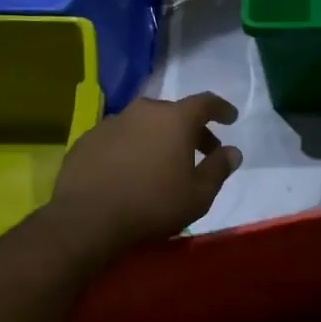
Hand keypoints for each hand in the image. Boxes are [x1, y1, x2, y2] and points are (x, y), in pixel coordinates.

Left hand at [49, 93, 242, 256]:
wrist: (87, 218)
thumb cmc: (153, 205)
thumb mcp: (198, 195)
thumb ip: (218, 169)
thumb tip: (232, 152)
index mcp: (175, 119)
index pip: (205, 103)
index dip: (221, 109)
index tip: (230, 119)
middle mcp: (143, 111)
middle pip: (174, 113)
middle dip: (191, 130)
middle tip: (200, 152)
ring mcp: (112, 122)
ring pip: (144, 124)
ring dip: (158, 138)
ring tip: (162, 164)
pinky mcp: (88, 139)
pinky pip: (119, 137)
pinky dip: (131, 148)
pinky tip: (129, 171)